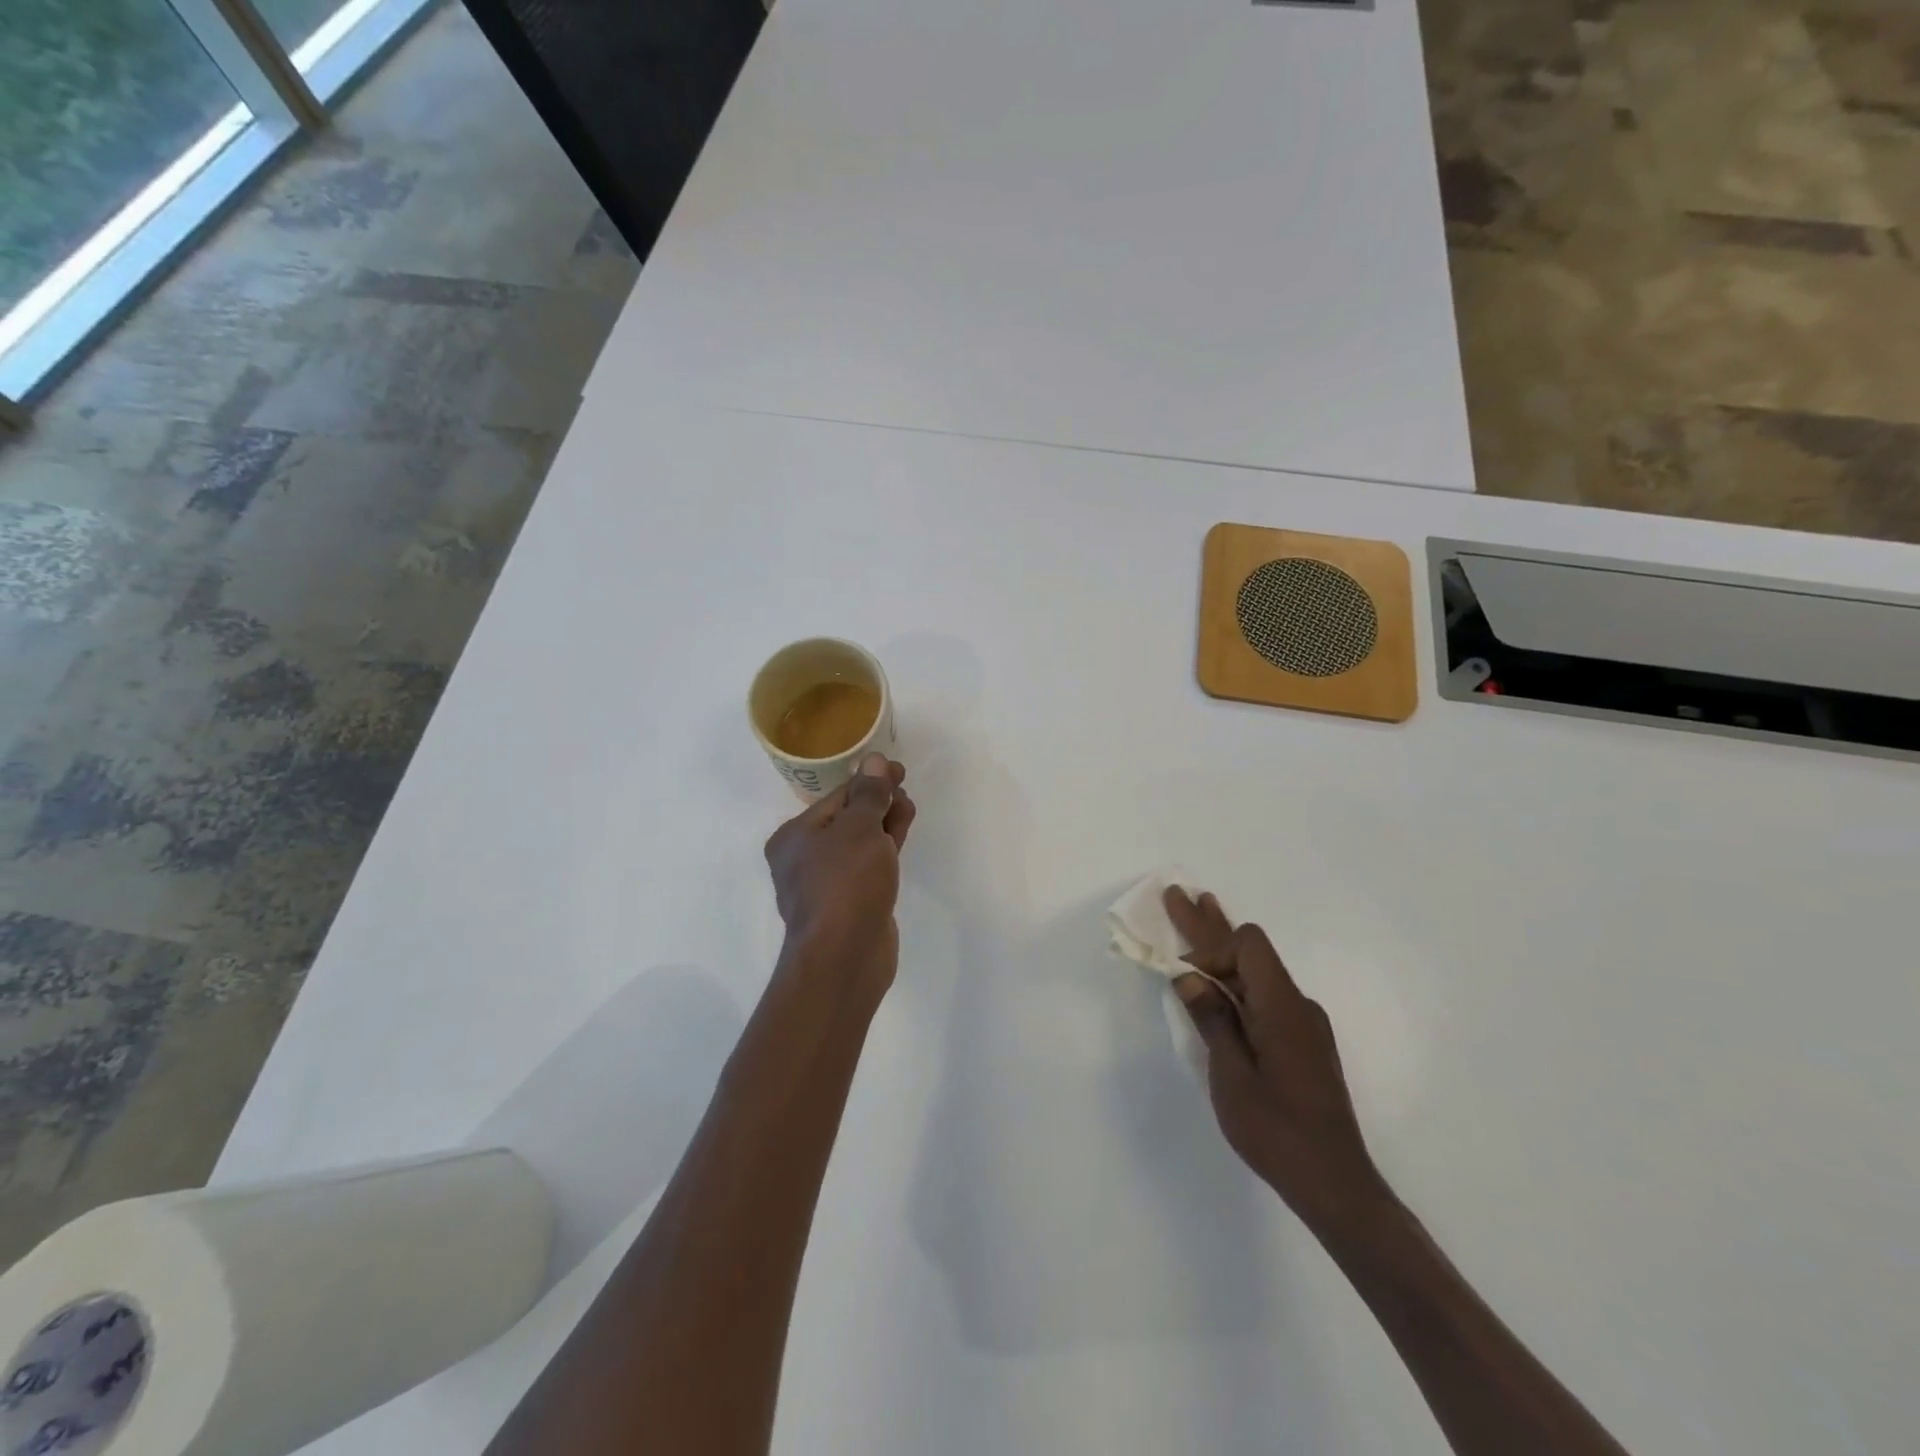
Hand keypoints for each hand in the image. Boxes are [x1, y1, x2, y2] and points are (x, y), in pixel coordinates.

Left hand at [765, 753, 915, 1011]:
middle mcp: (803, 858)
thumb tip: (874, 760)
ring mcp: (826, 884)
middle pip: (847, 819)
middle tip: (906, 791)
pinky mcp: (848, 904)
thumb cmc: (845, 883)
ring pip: (859, 844)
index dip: (870, 780)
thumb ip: (870, 793)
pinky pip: (866, 867)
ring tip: (908, 811)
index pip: (837, 796)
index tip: (899, 771)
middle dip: (878, 802)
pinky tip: (899, 839)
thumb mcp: (860, 828)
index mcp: (795, 836)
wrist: (844, 956)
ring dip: (883, 824)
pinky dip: (883, 851)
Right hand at [1165, 887, 1389, 1235]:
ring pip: (1257, 972)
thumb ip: (1211, 1020)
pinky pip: (1265, 994)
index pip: (1248, 946)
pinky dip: (1237, 979)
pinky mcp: (1302, 1042)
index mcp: (1282, 1007)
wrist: (1334, 1183)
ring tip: (1200, 914)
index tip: (1185, 978)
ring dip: (1223, 949)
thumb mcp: (1231, 1075)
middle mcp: (1297, 1005)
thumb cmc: (1277, 1130)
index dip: (1212, 949)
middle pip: (1250, 951)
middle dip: (1210, 926)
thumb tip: (1188, 975)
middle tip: (1179, 895)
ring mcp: (1303, 1024)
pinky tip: (1220, 984)